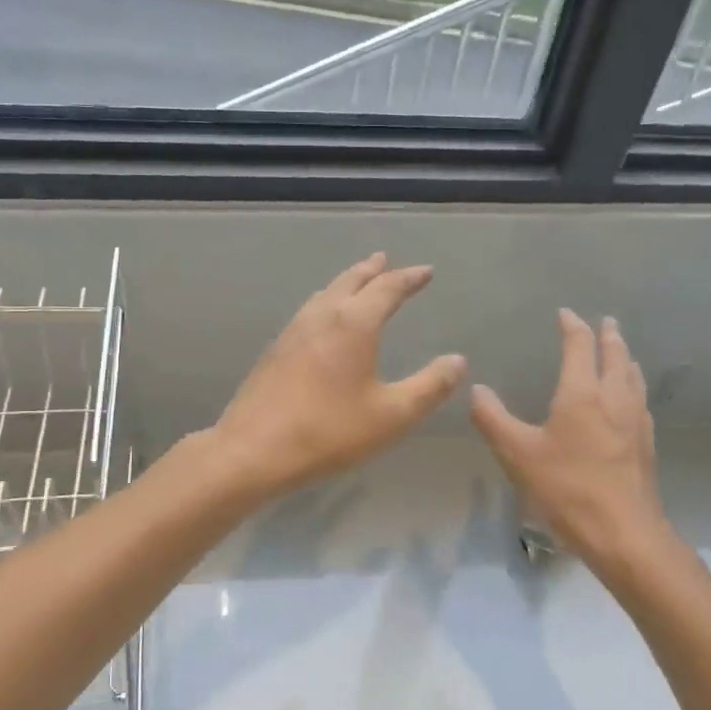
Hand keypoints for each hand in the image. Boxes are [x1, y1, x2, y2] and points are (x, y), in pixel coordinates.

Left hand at [212, 253, 466, 499]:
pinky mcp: (276, 349)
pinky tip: (323, 320)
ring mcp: (293, 330)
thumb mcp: (392, 415)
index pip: (387, 289)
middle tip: (385, 260)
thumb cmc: (329, 431)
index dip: (410, 278)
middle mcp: (322, 316)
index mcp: (354, 323)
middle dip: (372, 270)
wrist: (253, 449)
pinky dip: (327, 302)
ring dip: (346, 282)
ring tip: (357, 281)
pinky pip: (309, 311)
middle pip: (350, 281)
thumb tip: (457, 361)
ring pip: (325, 293)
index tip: (426, 272)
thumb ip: (429, 386)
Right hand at [469, 310, 670, 582]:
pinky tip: (629, 400)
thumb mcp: (517, 454)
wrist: (623, 533)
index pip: (580, 346)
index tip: (565, 314)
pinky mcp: (646, 444)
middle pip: (616, 355)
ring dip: (625, 357)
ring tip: (620, 352)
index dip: (573, 326)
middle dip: (608, 335)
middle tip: (605, 322)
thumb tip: (476, 389)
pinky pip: (640, 400)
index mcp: (582, 393)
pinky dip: (633, 385)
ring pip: (633, 376)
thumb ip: (493, 419)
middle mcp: (614, 398)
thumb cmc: (566, 488)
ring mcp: (636, 421)